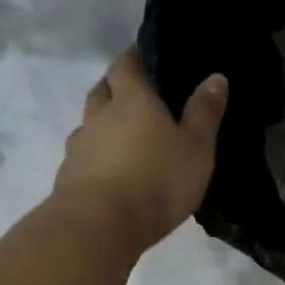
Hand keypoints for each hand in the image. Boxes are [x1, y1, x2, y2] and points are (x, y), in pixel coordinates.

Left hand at [53, 48, 228, 253]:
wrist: (99, 226)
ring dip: (103, 124)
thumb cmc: (156, 181)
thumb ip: (205, 113)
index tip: (145, 59)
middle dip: (115, 88)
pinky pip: (83, 156)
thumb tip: (216, 77)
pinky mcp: (68, 176)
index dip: (134, 58)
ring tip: (123, 139)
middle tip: (135, 97)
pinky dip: (95, 156)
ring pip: (89, 123)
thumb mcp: (196, 148)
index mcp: (131, 99)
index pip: (126, 64)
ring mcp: (79, 146)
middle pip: (102, 89)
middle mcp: (99, 114)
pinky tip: (108, 171)